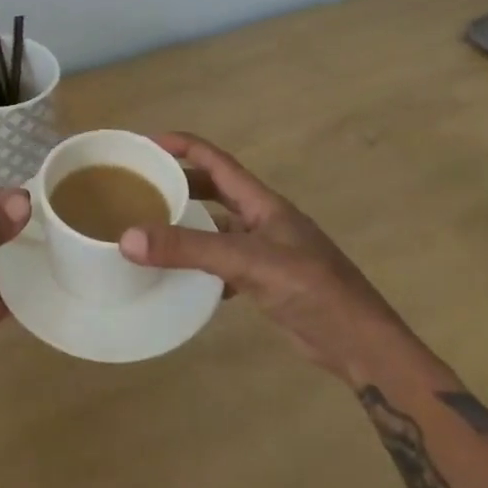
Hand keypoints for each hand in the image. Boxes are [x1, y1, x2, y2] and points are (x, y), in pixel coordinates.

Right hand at [117, 133, 397, 378]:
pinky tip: (181, 278)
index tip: (147, 143)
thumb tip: (128, 238)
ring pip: (218, 228)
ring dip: (189, 225)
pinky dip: (202, 265)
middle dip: (181, 183)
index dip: (183, 146)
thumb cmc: (310, 288)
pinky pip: (224, 263)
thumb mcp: (247, 262)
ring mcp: (266, 251)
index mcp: (262, 202)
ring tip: (152, 229)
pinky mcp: (267, 282)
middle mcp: (263, 220)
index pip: (216, 161)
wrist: (359, 343)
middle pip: (215, 190)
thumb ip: (190, 249)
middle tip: (141, 187)